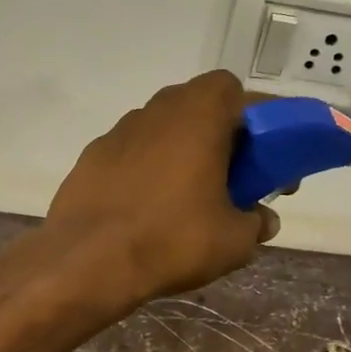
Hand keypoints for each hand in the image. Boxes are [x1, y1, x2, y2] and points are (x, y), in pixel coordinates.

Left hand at [46, 71, 276, 303]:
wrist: (88, 261)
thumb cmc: (172, 239)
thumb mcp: (234, 240)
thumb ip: (255, 222)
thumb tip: (262, 220)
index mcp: (198, 113)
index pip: (234, 90)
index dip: (255, 120)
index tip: (262, 159)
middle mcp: (156, 110)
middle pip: (197, 107)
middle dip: (219, 137)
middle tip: (230, 180)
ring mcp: (117, 132)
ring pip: (162, 130)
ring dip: (180, 153)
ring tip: (186, 201)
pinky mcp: (90, 158)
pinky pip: (131, 154)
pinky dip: (146, 171)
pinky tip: (145, 211)